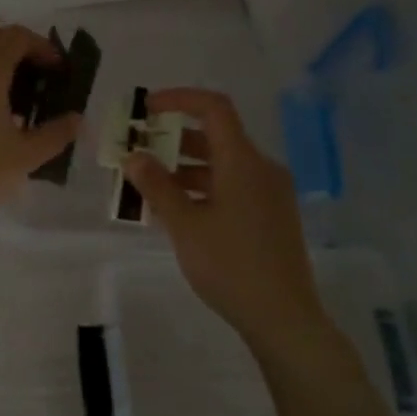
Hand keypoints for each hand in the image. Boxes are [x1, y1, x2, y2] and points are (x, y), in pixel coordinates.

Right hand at [121, 87, 330, 359]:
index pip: (214, 108)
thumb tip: (134, 157)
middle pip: (216, 137)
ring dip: (185, 169)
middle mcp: (262, 169)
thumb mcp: (185, 226)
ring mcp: (270, 193)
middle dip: (173, 140)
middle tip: (138, 154)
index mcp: (243, 162)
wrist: (282, 316)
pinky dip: (203, 189)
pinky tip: (178, 213)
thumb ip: (157, 187)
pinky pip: (233, 187)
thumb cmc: (230, 265)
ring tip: (148, 189)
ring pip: (223, 166)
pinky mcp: (272, 216)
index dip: (179, 99)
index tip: (146, 109)